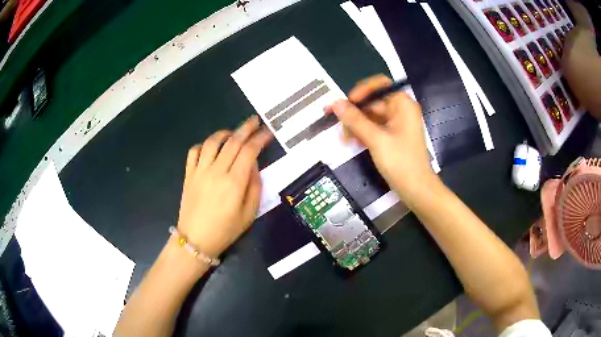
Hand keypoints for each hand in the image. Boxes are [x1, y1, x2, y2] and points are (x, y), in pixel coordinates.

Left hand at [176, 116, 271, 257]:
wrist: (196, 239)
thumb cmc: (226, 230)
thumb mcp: (249, 213)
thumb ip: (254, 186)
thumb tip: (254, 165)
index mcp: (234, 182)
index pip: (249, 151)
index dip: (260, 138)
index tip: (268, 132)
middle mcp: (217, 171)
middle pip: (233, 142)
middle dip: (246, 128)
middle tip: (255, 121)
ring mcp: (200, 171)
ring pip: (213, 142)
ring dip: (225, 132)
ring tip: (234, 133)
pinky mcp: (189, 174)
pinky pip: (194, 151)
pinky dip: (204, 144)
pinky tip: (211, 147)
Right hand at [329, 75, 437, 204]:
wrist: (416, 189)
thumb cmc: (401, 162)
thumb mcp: (376, 139)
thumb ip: (355, 120)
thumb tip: (335, 103)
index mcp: (402, 104)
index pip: (379, 85)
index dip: (361, 91)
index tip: (347, 103)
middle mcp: (400, 110)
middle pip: (372, 102)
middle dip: (354, 113)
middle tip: (338, 125)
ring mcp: (396, 124)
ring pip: (370, 116)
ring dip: (356, 125)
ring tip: (344, 139)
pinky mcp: (392, 136)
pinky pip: (374, 128)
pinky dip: (363, 133)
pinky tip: (352, 142)